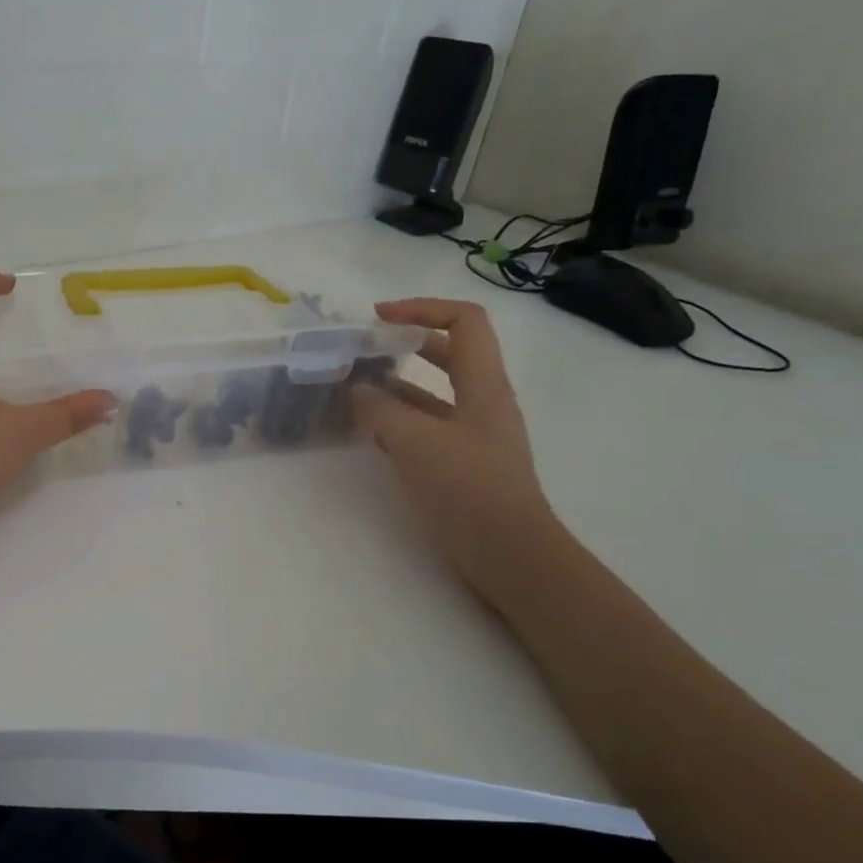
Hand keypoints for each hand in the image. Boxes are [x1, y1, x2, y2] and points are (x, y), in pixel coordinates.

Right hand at [350, 299, 556, 586]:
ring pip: (432, 391)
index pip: (463, 321)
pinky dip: (396, 419)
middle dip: (404, 343)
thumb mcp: (415, 442)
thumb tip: (356, 389)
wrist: (509, 554)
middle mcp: (482, 401)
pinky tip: (367, 430)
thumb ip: (379, 410)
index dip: (422, 308)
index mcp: (483, 384)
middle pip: (447, 352)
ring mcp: (472, 433)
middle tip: (361, 350)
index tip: (378, 317)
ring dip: (395, 384)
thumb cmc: (468, 489)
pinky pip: (425, 425)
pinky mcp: (461, 462)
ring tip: (353, 389)